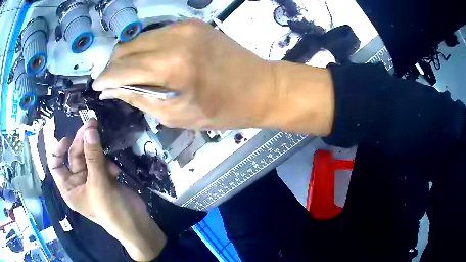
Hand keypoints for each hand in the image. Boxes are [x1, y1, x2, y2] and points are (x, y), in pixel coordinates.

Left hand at [47, 120, 165, 260]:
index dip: (58, 150)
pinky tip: (115, 171)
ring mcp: (92, 179)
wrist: (136, 224)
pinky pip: (102, 161)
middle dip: (82, 141)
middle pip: (74, 155)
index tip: (67, 139)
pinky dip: (108, 162)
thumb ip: (93, 156)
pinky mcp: (104, 177)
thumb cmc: (111, 210)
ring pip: (89, 155)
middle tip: (92, 125)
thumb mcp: (99, 184)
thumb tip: (89, 130)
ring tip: (106, 148)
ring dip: (97, 150)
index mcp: (69, 187)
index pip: (56, 165)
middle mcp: (78, 181)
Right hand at [94, 19, 333, 134]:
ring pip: (140, 37)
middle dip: (115, 64)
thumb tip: (111, 90)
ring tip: (129, 73)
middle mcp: (175, 38)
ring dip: (130, 55)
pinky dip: (147, 47)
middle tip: (112, 81)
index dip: (106, 77)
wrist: (261, 87)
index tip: (97, 86)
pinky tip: (149, 61)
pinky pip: (157, 34)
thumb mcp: (176, 115)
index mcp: (172, 66)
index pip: (123, 67)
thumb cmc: (222, 110)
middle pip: (127, 46)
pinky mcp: (192, 23)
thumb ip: (139, 97)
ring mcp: (185, 26)